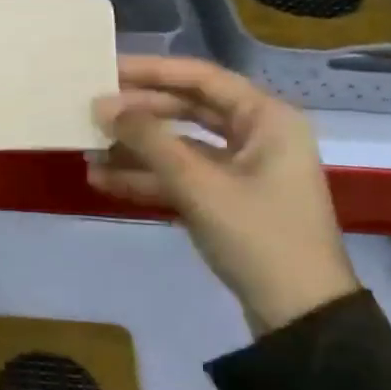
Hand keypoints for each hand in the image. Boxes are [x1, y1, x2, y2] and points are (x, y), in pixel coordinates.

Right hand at [89, 56, 357, 333]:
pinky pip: (184, 177)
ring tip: (89, 151)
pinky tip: (105, 181)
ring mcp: (243, 170)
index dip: (152, 72)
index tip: (107, 70)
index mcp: (267, 118)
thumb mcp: (199, 185)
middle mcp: (258, 135)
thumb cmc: (259, 237)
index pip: (201, 78)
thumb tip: (102, 106)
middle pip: (188, 110)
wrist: (301, 320)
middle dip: (139, 115)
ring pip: (181, 146)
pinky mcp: (230, 201)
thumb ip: (149, 140)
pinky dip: (149, 178)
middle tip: (93, 112)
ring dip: (137, 150)